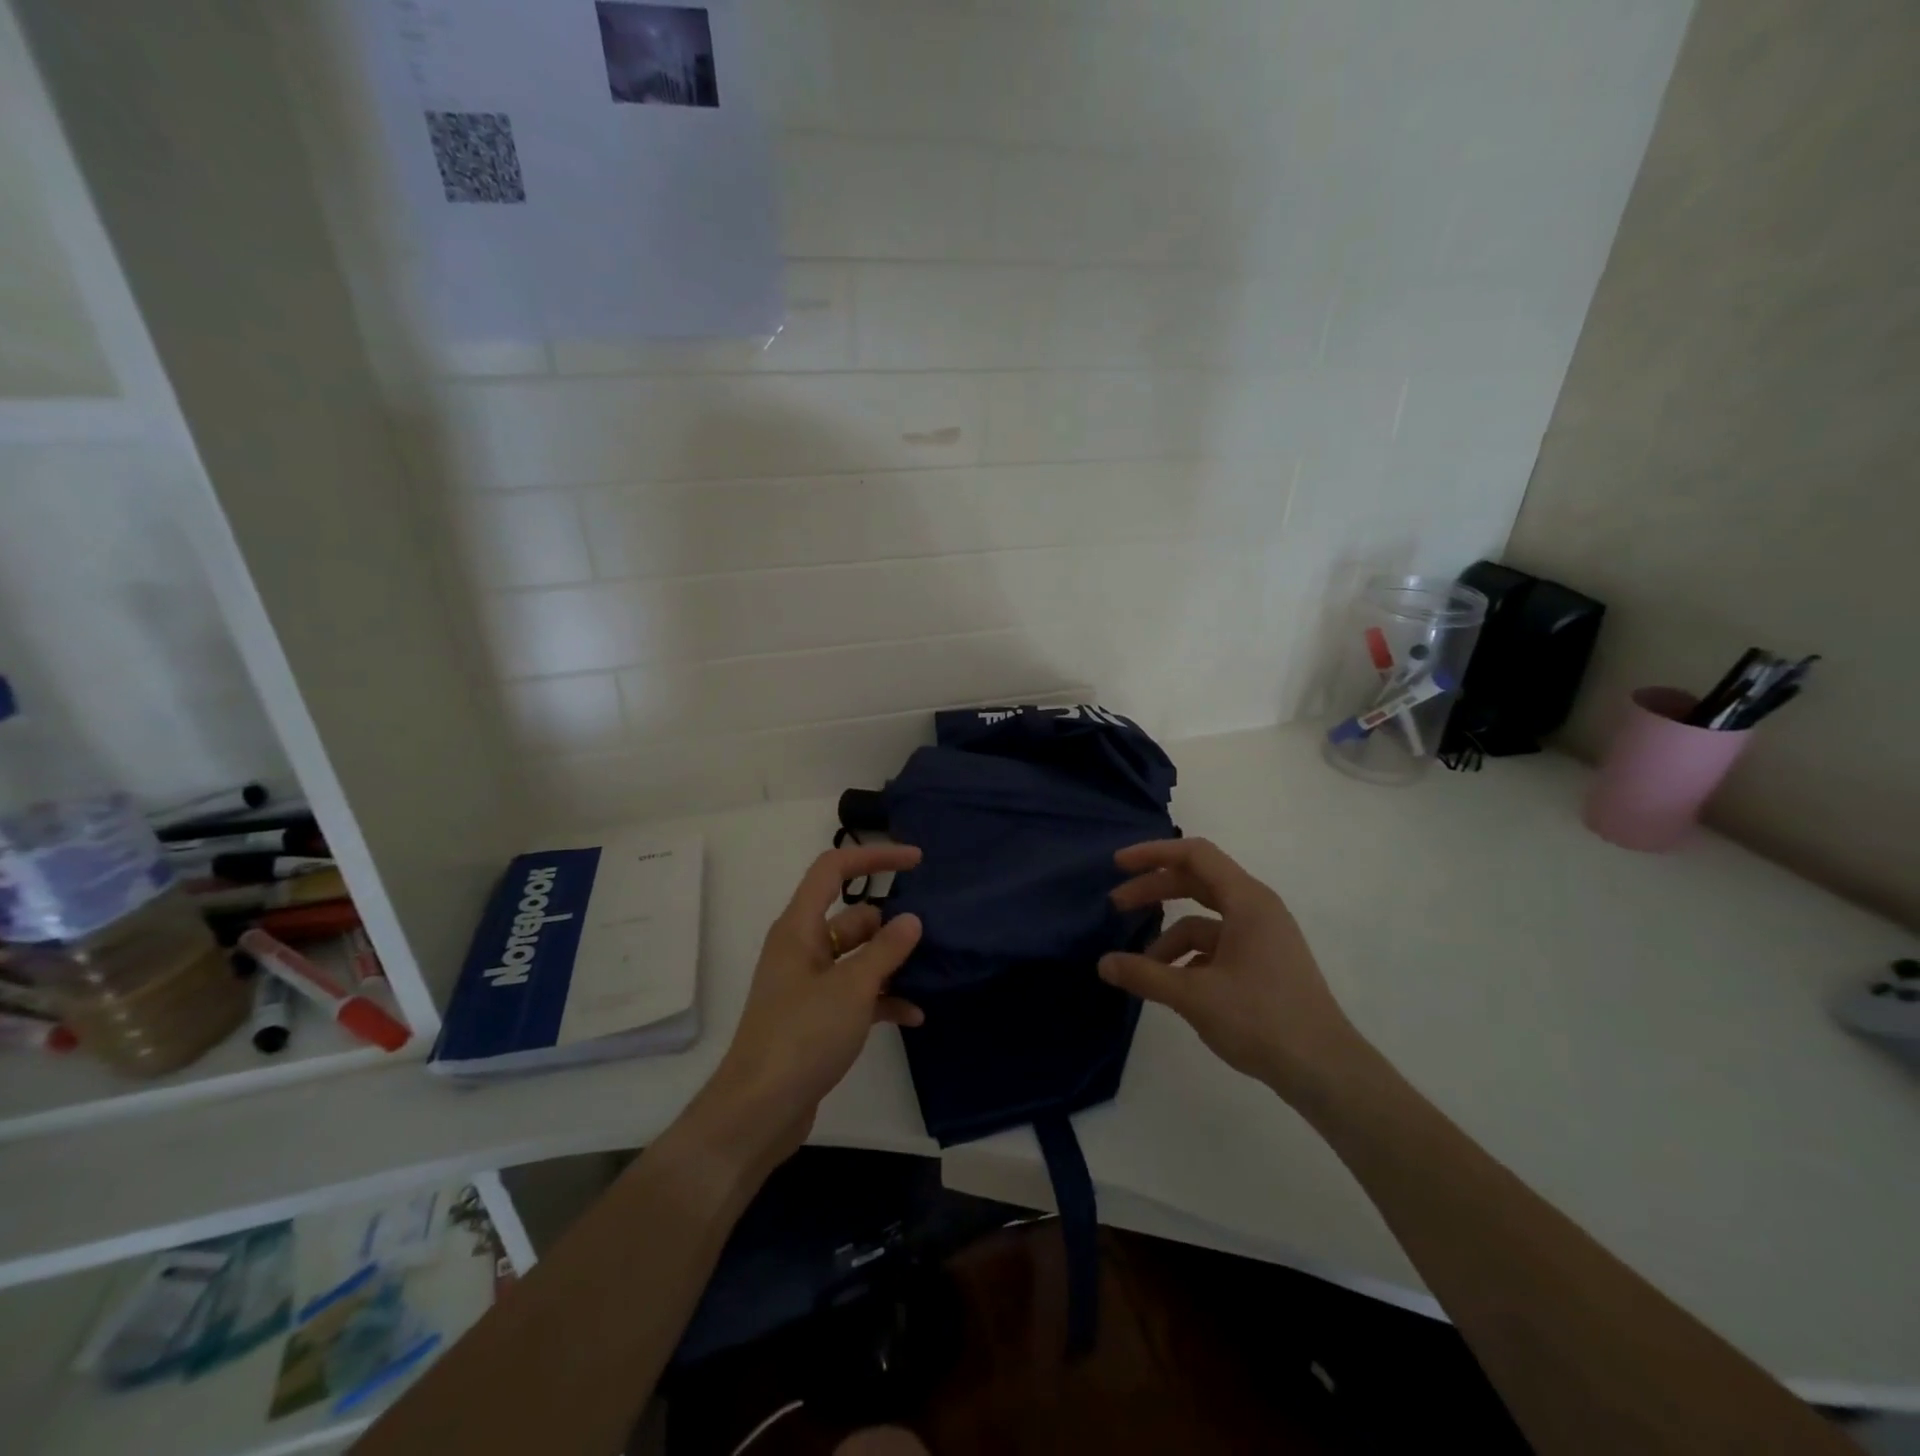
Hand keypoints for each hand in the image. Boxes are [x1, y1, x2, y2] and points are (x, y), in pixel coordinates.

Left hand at [696, 844, 925, 1163]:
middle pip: (852, 917)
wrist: (758, 1111)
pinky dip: (882, 999)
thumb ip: (885, 951)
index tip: (915, 860)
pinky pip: (856, 993)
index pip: (833, 870)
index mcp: (799, 928)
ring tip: (931, 972)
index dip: (873, 856)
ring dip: (890, 964)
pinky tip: (914, 1015)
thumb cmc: (802, 1036)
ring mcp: (808, 984)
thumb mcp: (852, 988)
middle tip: (932, 933)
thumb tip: (912, 919)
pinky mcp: (816, 1017)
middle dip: (890, 923)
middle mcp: (802, 948)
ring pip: (857, 957)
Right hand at [1098, 838, 1365, 1107]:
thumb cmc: (1261, 1020)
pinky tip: (1172, 985)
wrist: (1325, 1071)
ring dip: (1169, 937)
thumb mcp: (1194, 996)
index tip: (1118, 865)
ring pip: (1204, 920)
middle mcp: (1256, 909)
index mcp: (1247, 901)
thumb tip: (1103, 964)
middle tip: (1115, 906)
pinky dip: (1189, 957)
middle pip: (1196, 882)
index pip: (1194, 855)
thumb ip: (1145, 975)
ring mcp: (1262, 937)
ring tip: (1141, 968)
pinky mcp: (1263, 963)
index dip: (1153, 854)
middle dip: (1154, 891)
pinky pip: (1217, 945)